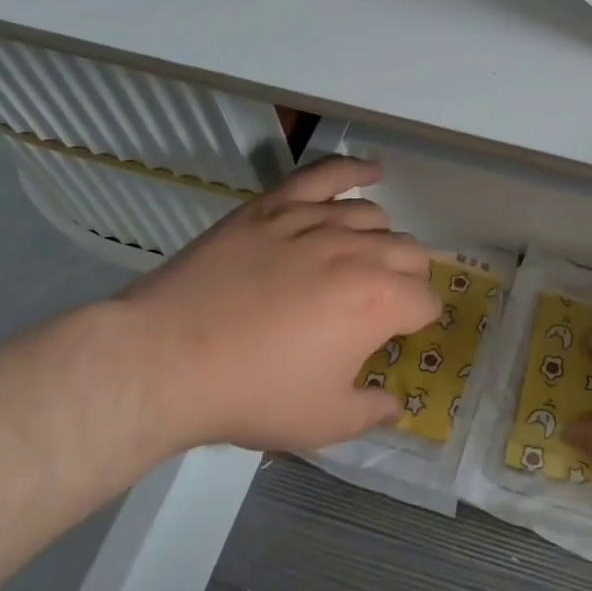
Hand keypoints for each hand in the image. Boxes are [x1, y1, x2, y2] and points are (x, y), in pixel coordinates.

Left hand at [112, 157, 438, 452]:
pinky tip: (372, 170)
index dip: (416, 322)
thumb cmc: (252, 393)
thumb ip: (372, 410)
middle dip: (408, 279)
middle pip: (410, 253)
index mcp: (379, 301)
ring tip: (364, 258)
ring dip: (382, 239)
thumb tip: (395, 403)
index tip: (396, 336)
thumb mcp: (323, 422)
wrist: (167, 359)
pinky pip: (325, 175)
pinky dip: (354, 168)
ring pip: (375, 216)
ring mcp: (316, 221)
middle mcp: (359, 251)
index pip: (424, 301)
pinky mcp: (276, 205)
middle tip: (381, 304)